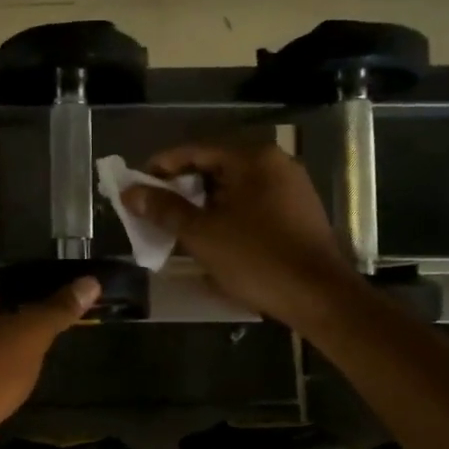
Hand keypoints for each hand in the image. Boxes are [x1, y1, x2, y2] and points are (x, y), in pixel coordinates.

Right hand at [122, 143, 353, 324]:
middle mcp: (275, 164)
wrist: (319, 297)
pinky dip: (227, 216)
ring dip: (203, 205)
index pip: (195, 151)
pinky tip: (211, 238)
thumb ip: (164, 209)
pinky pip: (252, 205)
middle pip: (215, 168)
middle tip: (154, 210)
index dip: (160, 167)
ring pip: (234, 189)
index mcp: (252, 158)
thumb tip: (130, 192)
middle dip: (181, 189)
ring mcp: (291, 189)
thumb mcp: (202, 234)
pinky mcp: (298, 214)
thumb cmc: (256, 259)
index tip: (136, 186)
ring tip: (177, 227)